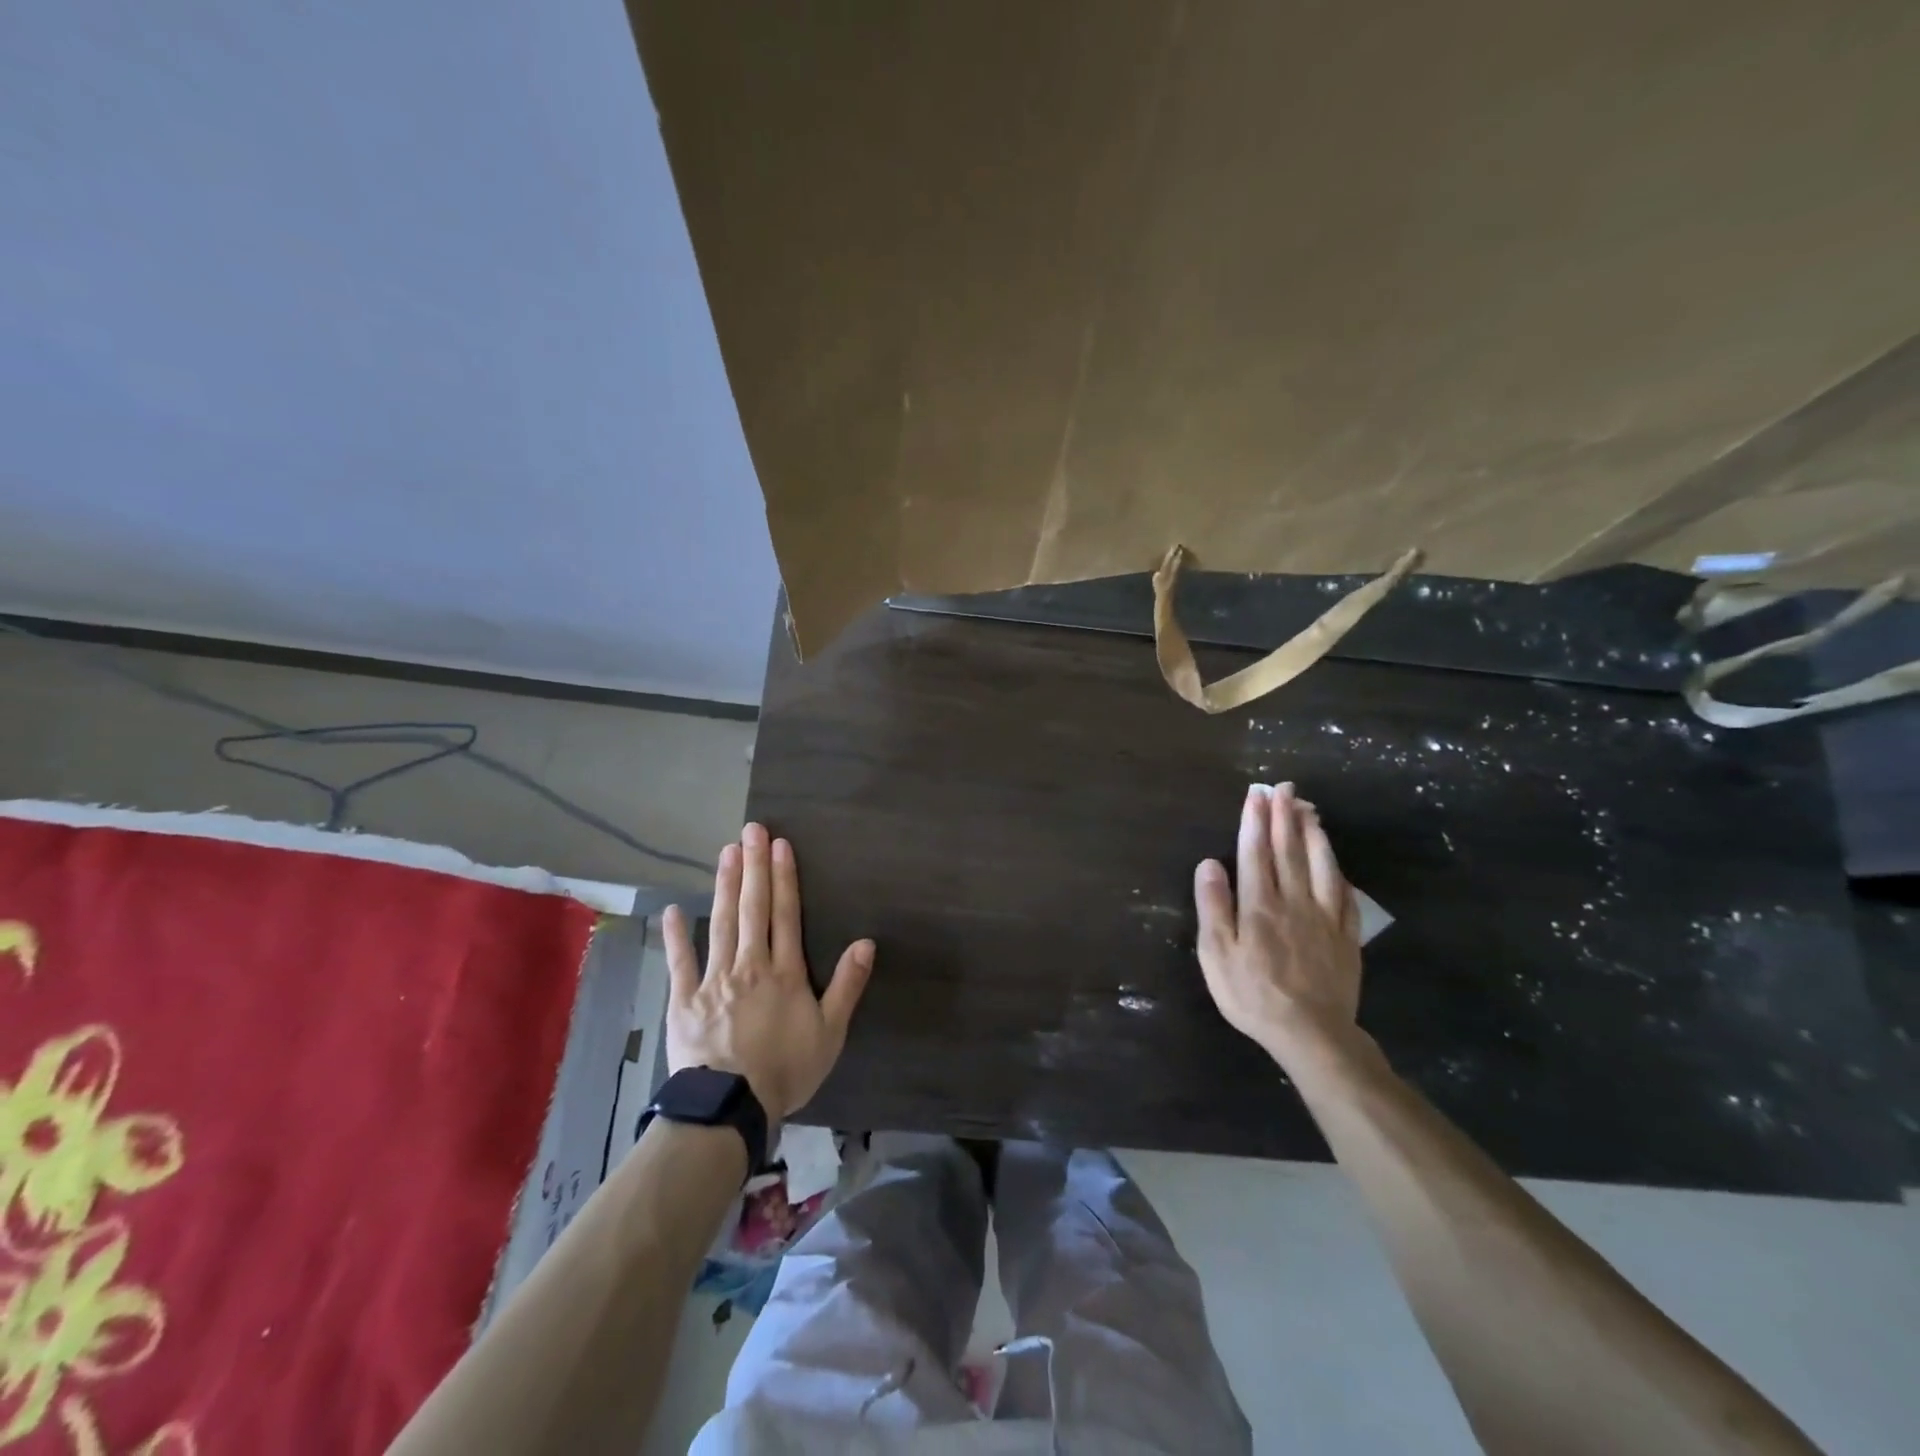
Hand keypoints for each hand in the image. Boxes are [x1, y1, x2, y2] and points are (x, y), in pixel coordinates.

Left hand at [664, 823, 874, 1120]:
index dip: (784, 878)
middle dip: (754, 867)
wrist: (731, 1106)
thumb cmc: (786, 1069)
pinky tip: (673, 910)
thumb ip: (847, 985)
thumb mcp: (830, 1032)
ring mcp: (714, 980)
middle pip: (753, 909)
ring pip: (721, 924)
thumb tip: (866, 942)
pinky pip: (680, 963)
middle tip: (751, 830)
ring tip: (726, 853)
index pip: (786, 915)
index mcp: (784, 972)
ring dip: (725, 887)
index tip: (779, 845)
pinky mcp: (685, 1000)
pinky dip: (677, 936)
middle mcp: (750, 965)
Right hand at [1193, 782, 1361, 1062]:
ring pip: (1320, 864)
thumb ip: (1213, 907)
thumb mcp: (1217, 955)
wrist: (1312, 1034)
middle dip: (1284, 815)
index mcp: (1259, 905)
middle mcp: (1294, 901)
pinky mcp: (1346, 935)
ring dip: (1313, 833)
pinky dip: (1337, 869)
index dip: (1254, 821)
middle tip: (1283, 787)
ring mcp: (1324, 917)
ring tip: (1308, 809)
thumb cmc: (1253, 995)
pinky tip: (1334, 859)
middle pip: (1288, 850)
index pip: (1255, 852)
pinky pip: (1344, 893)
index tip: (1255, 794)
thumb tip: (1209, 863)